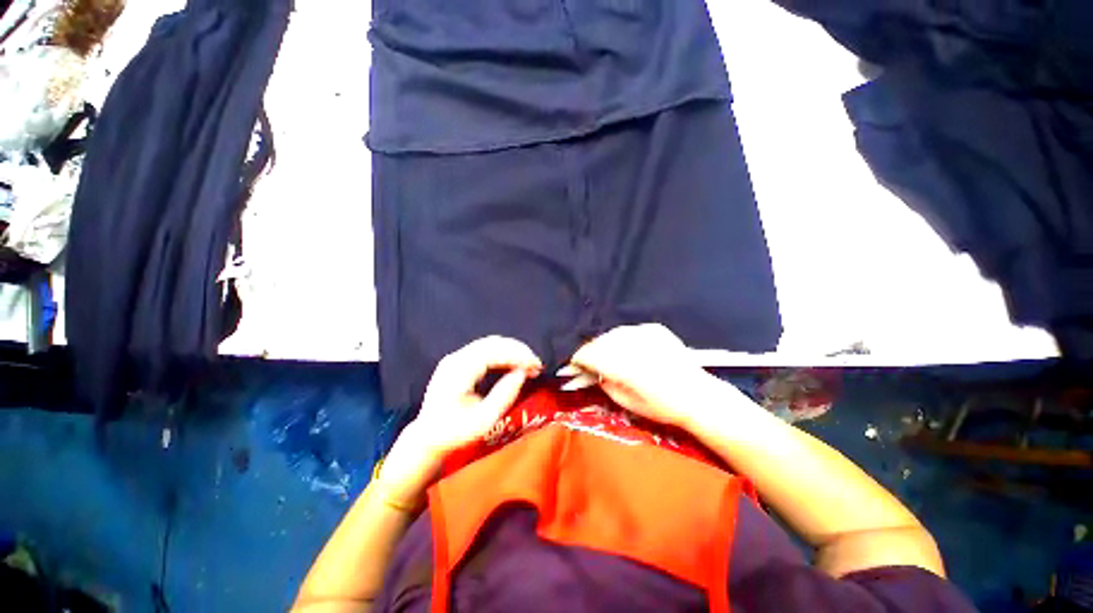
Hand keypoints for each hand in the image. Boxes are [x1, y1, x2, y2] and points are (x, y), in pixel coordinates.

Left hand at [416, 335, 542, 454]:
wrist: (427, 437)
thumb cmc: (454, 434)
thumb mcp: (483, 421)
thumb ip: (504, 395)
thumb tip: (522, 373)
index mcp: (458, 371)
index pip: (493, 352)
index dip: (518, 355)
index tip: (536, 365)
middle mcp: (455, 358)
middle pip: (492, 343)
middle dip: (519, 351)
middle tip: (537, 365)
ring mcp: (456, 358)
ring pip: (491, 344)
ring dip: (513, 351)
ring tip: (530, 364)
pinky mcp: (459, 361)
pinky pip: (486, 350)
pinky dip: (504, 354)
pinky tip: (515, 364)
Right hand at [568, 323, 722, 429]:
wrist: (698, 395)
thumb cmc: (662, 406)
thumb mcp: (628, 403)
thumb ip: (606, 384)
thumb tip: (594, 372)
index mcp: (624, 366)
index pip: (590, 354)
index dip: (578, 358)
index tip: (574, 364)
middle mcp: (632, 345)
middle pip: (599, 341)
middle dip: (590, 350)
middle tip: (588, 361)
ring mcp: (645, 333)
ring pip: (613, 333)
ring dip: (605, 343)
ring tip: (607, 355)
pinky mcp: (655, 329)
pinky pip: (629, 330)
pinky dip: (623, 338)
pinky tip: (627, 349)